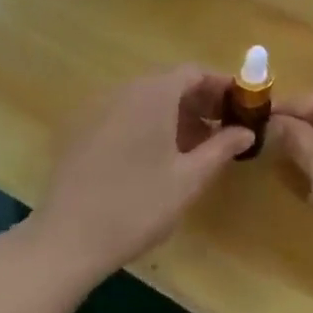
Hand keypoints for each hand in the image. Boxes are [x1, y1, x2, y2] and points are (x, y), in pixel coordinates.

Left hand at [29, 67, 254, 284]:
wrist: (67, 240)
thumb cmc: (138, 206)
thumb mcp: (189, 179)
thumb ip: (221, 148)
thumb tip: (246, 131)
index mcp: (153, 94)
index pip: (194, 72)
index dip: (221, 86)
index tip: (241, 107)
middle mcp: (124, 91)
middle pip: (169, 82)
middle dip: (200, 102)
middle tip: (222, 130)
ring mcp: (97, 109)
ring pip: (146, 99)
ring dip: (174, 114)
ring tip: (194, 147)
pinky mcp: (80, 130)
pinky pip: (124, 114)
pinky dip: (147, 124)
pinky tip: (156, 157)